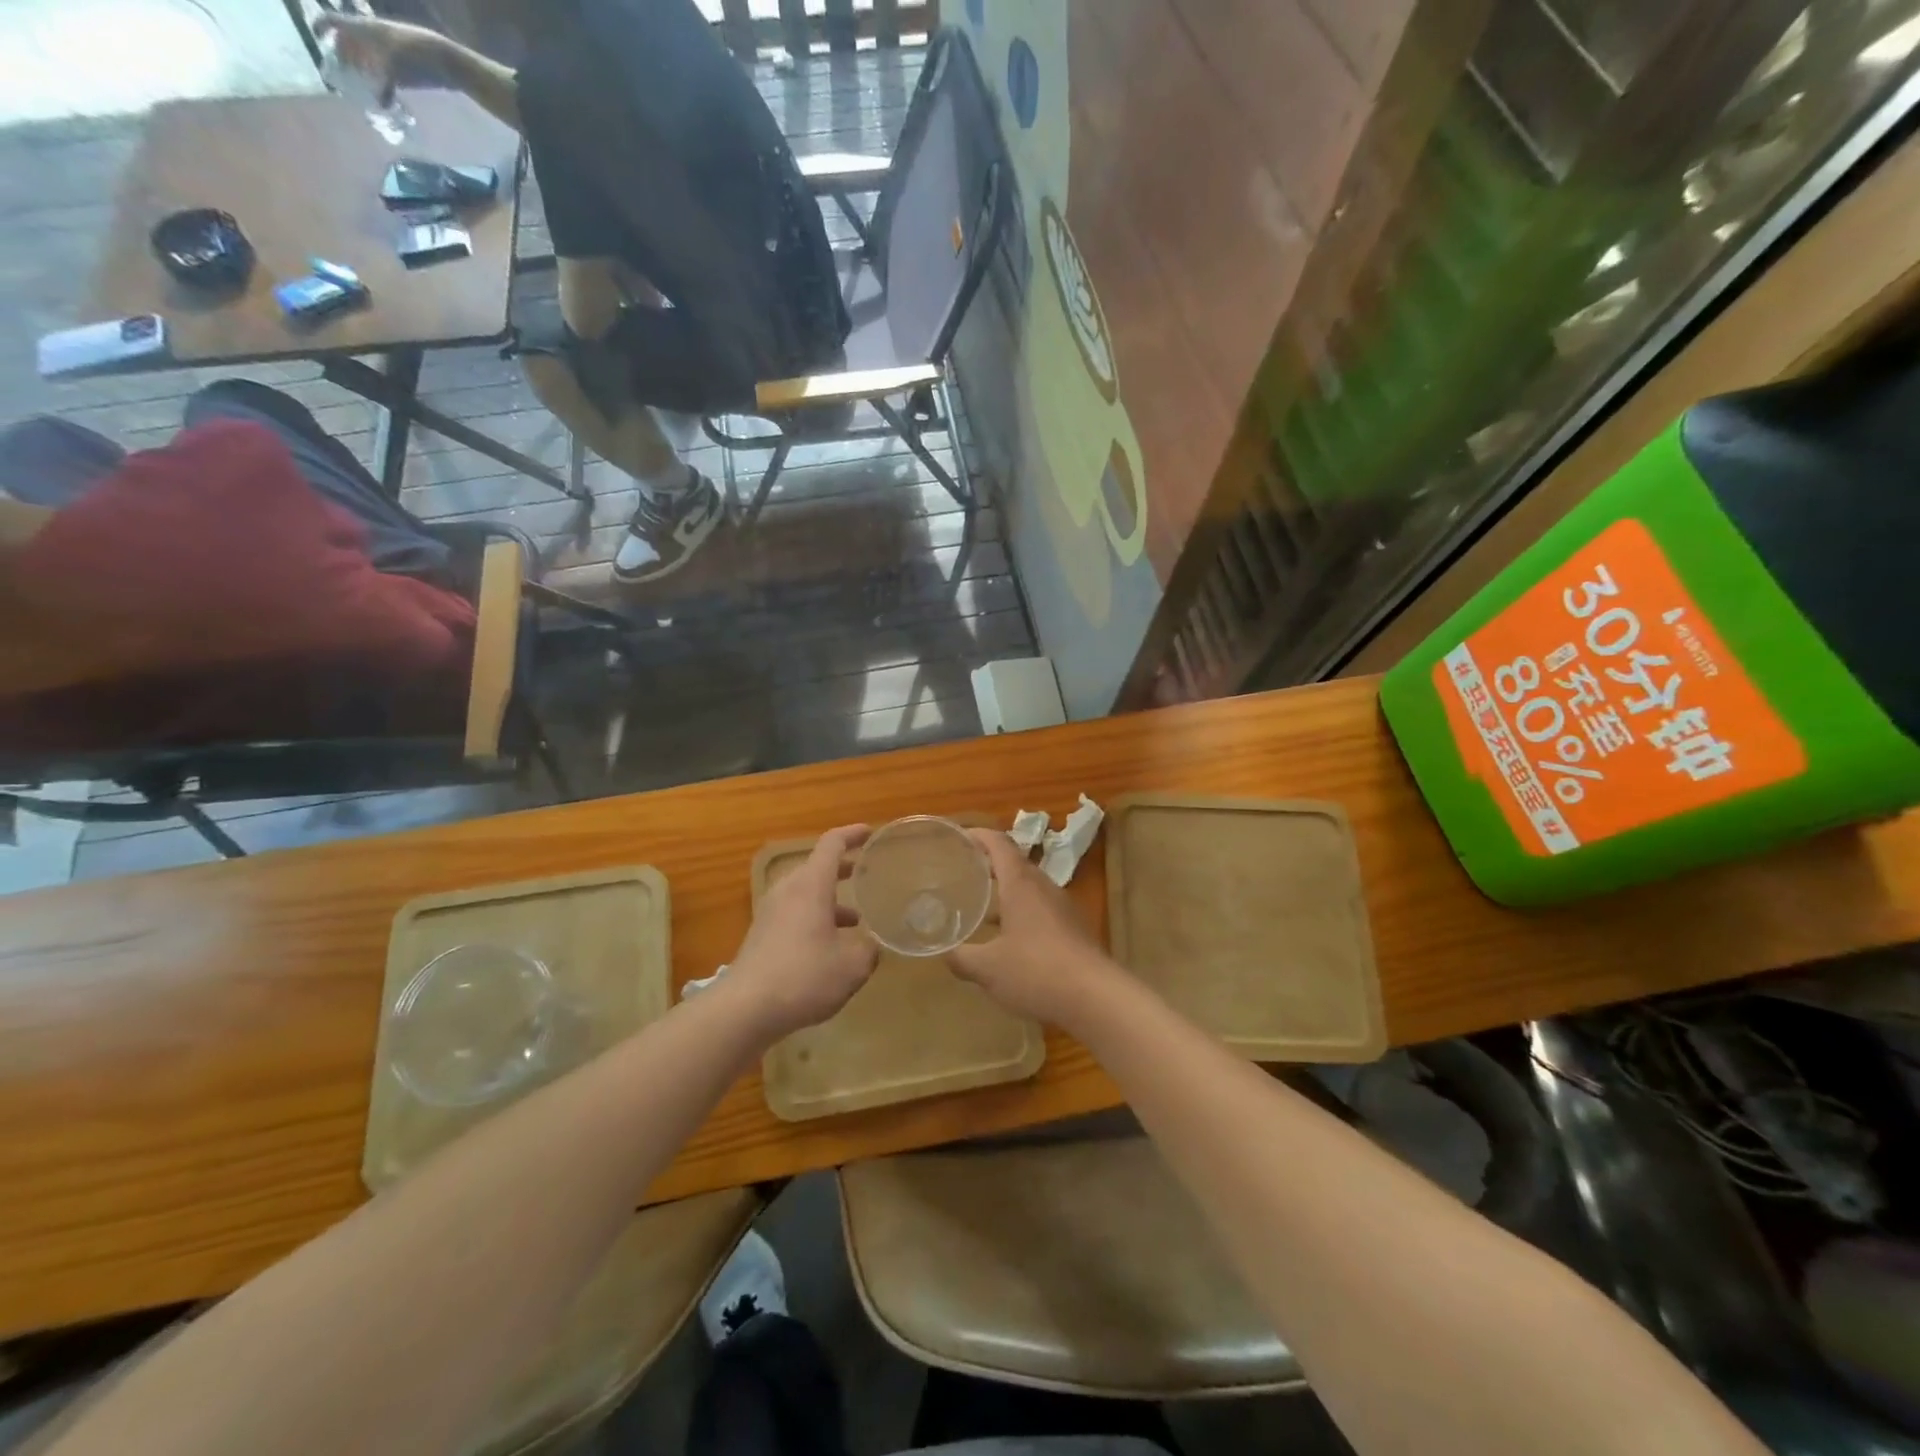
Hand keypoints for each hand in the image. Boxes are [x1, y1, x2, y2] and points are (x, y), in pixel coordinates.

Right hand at [313, 13, 433, 99]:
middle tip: (339, 76)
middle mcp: (373, 36)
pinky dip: (383, 85)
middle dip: (342, 56)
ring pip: (368, 59)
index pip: (334, 20)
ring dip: (362, 72)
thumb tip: (380, 103)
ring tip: (359, 89)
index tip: (315, 39)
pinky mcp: (405, 68)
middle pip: (349, 42)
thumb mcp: (394, 65)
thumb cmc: (417, 56)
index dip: (321, 26)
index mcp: (364, 27)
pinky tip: (384, 100)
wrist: (447, 61)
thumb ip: (382, 83)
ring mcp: (389, 52)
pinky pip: (387, 75)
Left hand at [728, 825, 877, 1039]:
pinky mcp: (762, 935)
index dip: (852, 834)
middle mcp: (788, 891)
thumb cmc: (804, 976)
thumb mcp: (852, 966)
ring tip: (856, 918)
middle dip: (843, 869)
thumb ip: (869, 949)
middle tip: (867, 874)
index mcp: (811, 885)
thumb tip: (873, 945)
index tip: (870, 832)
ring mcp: (771, 913)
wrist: (745, 1009)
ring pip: (805, 893)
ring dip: (830, 899)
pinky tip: (830, 947)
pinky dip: (815, 918)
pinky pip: (794, 913)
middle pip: (817, 867)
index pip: (832, 844)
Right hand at [949, 828, 1117, 1027]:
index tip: (958, 837)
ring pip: (1030, 888)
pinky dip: (1021, 913)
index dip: (978, 836)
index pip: (999, 844)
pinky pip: (1042, 909)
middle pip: (1015, 864)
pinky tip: (1009, 938)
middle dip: (990, 864)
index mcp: (1021, 884)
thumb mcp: (988, 968)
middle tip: (964, 872)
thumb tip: (945, 953)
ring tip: (981, 905)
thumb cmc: (1036, 972)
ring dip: (1006, 891)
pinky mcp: (1074, 929)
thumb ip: (962, 958)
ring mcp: (1063, 908)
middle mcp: (1044, 887)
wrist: (1096, 998)